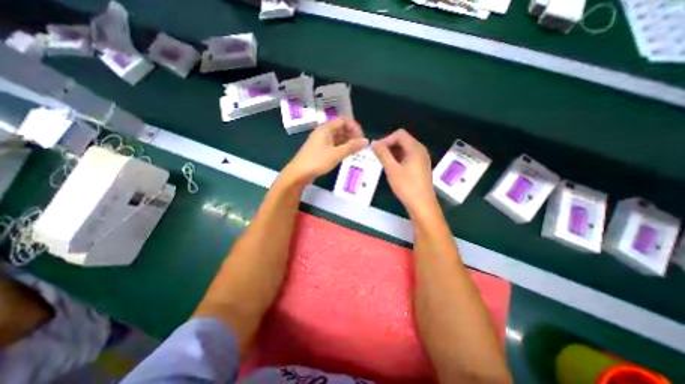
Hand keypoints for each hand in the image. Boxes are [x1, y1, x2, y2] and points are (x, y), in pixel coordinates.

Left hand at [281, 117, 368, 183]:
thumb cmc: (317, 161)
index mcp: (326, 128)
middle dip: (352, 135)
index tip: (362, 138)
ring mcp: (321, 141)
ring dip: (348, 142)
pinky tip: (347, 154)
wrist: (299, 173)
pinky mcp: (320, 150)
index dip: (354, 127)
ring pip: (338, 137)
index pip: (344, 120)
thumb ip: (351, 147)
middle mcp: (323, 132)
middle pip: (341, 128)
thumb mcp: (336, 154)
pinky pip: (334, 145)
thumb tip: (366, 141)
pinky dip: (342, 148)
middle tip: (361, 146)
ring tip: (357, 151)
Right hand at [370, 129, 438, 216]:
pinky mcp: (421, 167)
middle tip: (378, 156)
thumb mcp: (392, 169)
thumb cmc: (407, 186)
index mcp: (415, 148)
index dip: (386, 139)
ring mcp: (422, 159)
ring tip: (383, 163)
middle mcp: (420, 150)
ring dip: (393, 153)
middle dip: (389, 146)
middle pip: (403, 140)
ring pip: (405, 149)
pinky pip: (408, 157)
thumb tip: (374, 142)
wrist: (422, 205)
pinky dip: (398, 159)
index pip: (399, 134)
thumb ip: (382, 154)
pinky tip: (392, 168)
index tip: (377, 150)